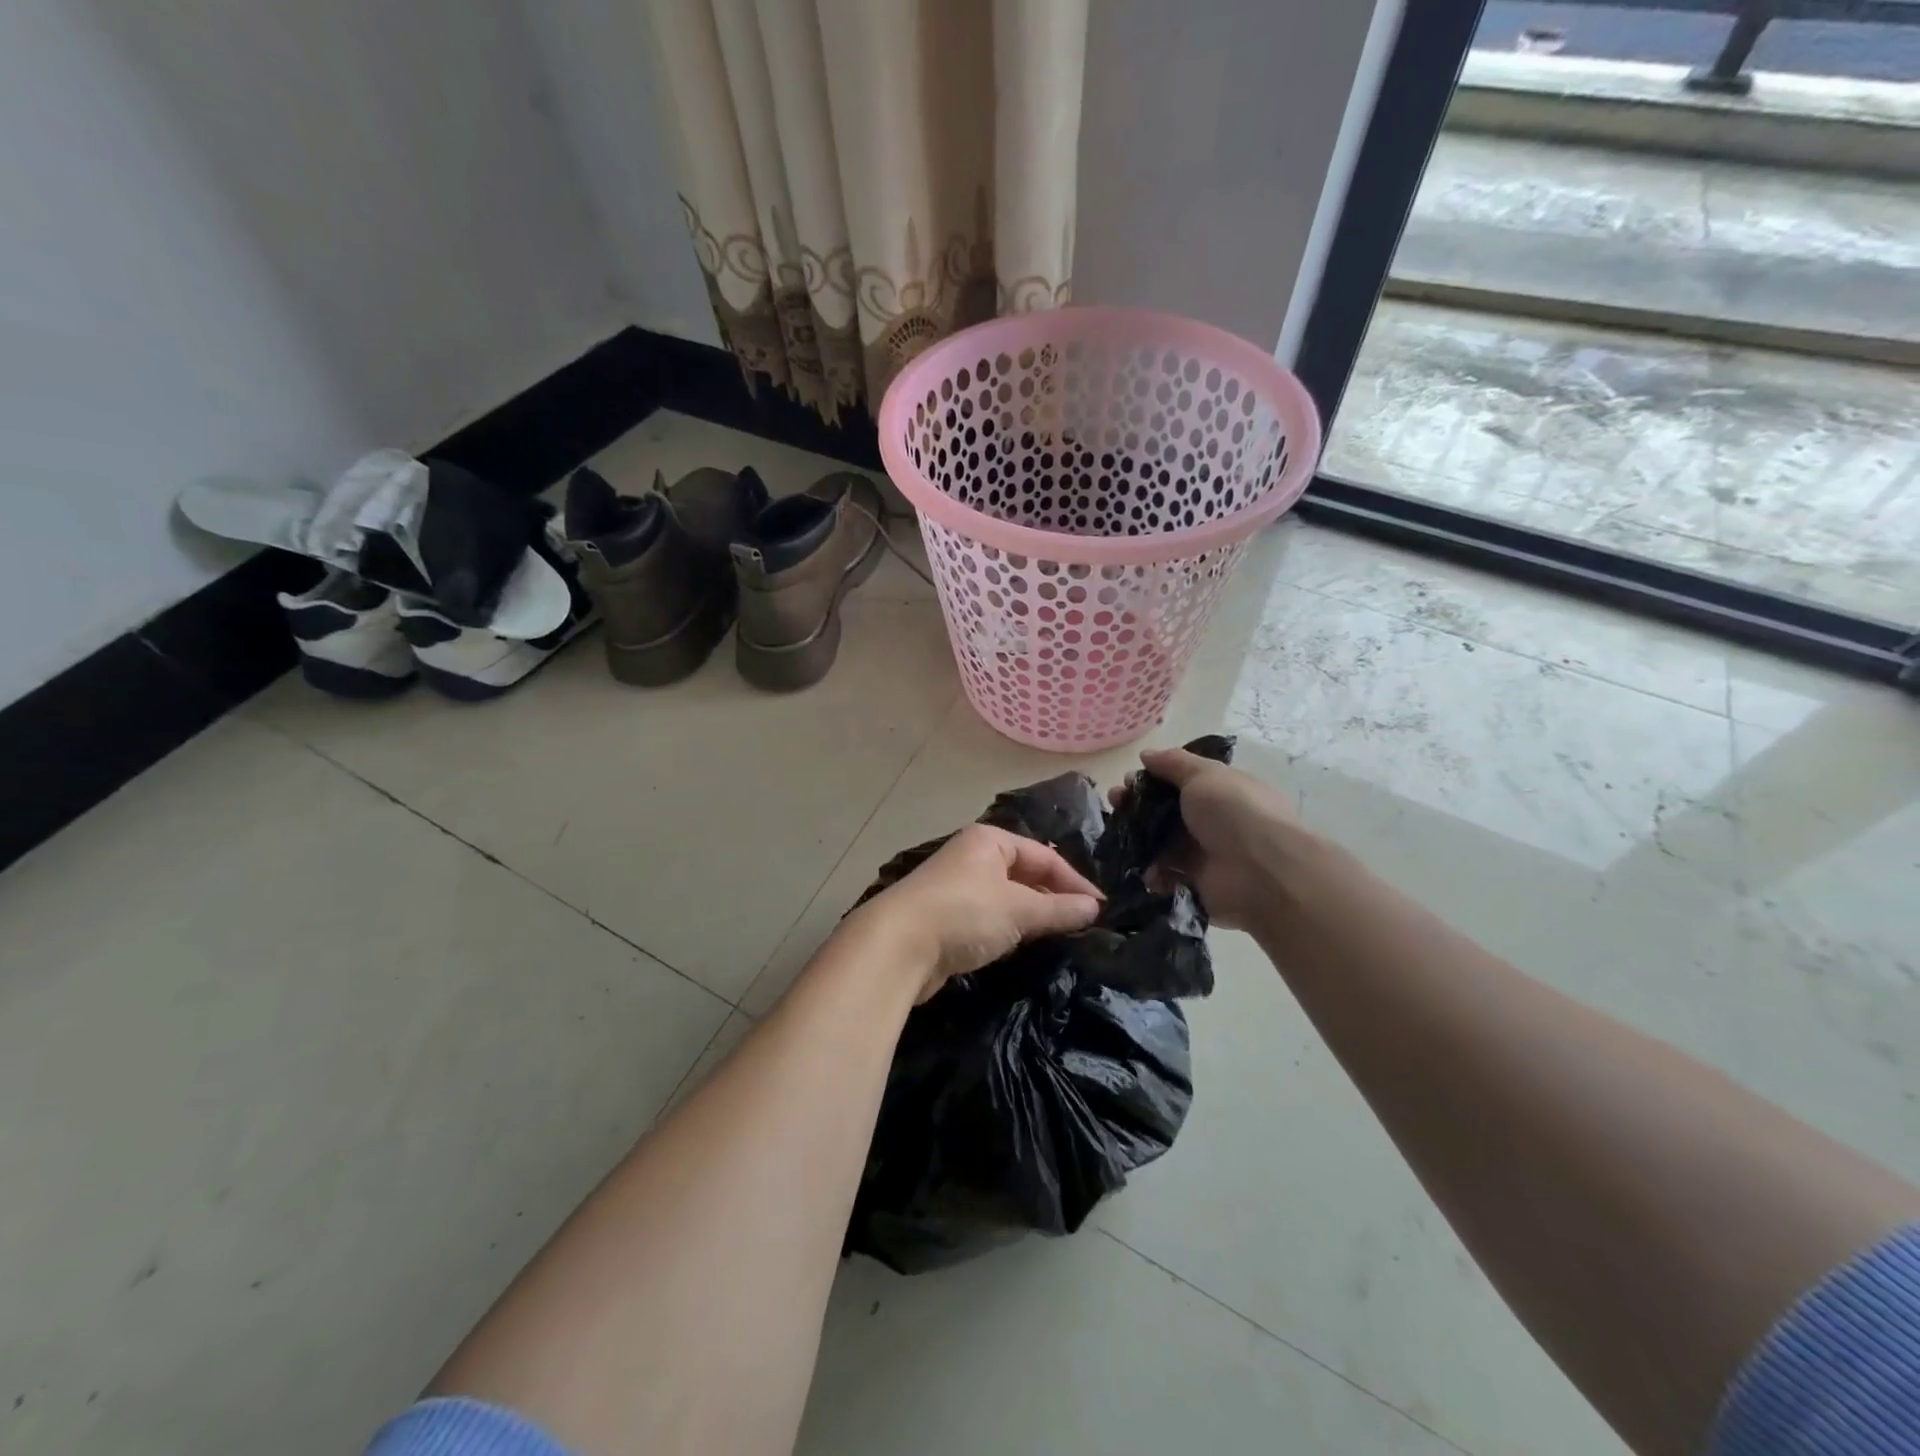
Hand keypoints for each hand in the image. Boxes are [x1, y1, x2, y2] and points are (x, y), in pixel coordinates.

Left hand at [847, 824, 1102, 1000]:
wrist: (898, 945)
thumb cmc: (964, 913)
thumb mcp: (1019, 909)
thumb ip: (1059, 909)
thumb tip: (1094, 908)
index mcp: (989, 841)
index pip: (1044, 856)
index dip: (1074, 882)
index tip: (1100, 910)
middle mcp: (972, 857)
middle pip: (1024, 874)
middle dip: (1053, 897)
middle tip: (1084, 925)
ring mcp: (956, 887)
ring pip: (1006, 898)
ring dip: (1032, 915)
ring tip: (1061, 936)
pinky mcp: (946, 917)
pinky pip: (989, 918)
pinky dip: (1009, 929)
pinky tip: (1023, 946)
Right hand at [1120, 747, 1301, 931]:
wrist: (1261, 872)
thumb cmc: (1233, 812)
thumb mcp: (1204, 775)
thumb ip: (1173, 763)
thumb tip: (1147, 755)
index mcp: (1220, 791)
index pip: (1180, 782)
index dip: (1151, 779)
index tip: (1127, 780)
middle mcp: (1213, 821)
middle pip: (1166, 811)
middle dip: (1137, 806)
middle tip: (1115, 804)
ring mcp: (1204, 853)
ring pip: (1161, 842)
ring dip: (1138, 838)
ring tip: (1118, 837)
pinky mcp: (1196, 883)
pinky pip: (1166, 875)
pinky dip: (1151, 872)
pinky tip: (1141, 866)